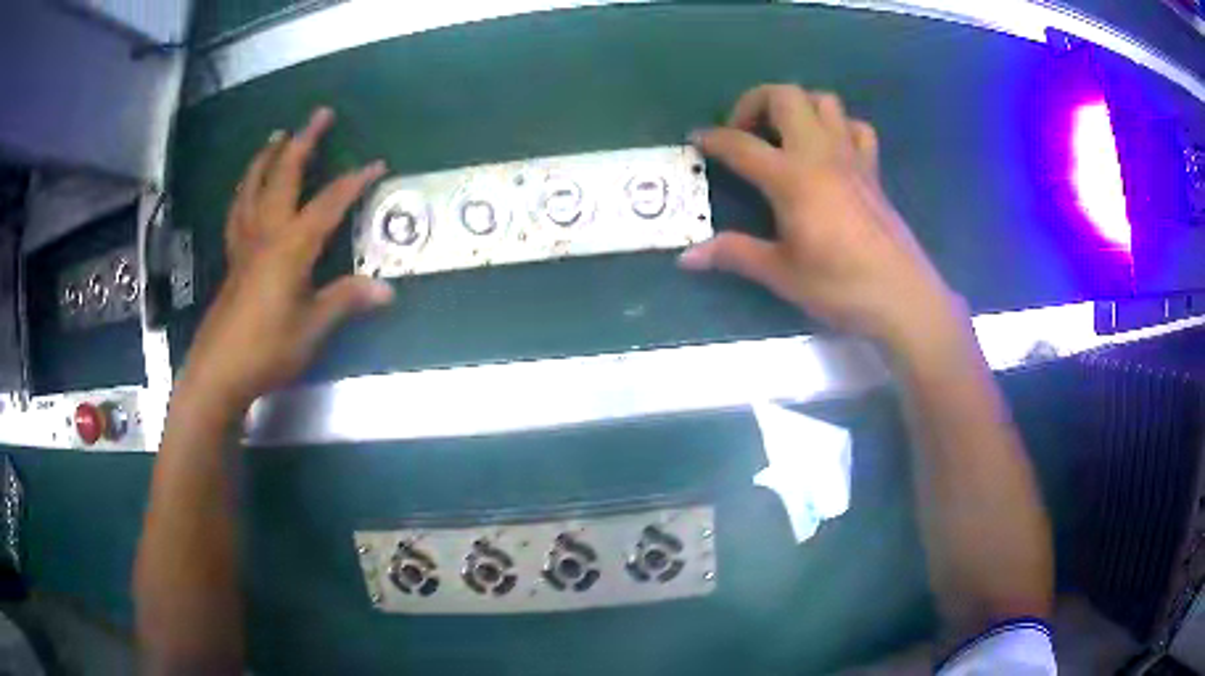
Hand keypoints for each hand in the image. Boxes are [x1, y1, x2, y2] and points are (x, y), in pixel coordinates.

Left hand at [179, 107, 393, 409]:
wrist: (219, 372)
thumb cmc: (267, 349)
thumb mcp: (312, 328)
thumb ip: (345, 301)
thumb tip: (387, 289)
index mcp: (291, 246)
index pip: (329, 203)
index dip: (354, 182)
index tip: (377, 164)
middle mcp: (266, 233)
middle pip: (284, 175)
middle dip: (305, 142)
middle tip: (320, 115)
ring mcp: (245, 243)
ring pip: (254, 187)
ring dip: (268, 157)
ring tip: (276, 136)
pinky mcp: (233, 258)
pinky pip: (238, 210)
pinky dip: (245, 189)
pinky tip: (247, 187)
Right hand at [679, 85, 967, 357]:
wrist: (901, 297)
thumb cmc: (839, 287)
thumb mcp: (782, 274)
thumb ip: (734, 254)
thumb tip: (687, 258)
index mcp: (792, 177)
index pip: (741, 144)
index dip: (713, 139)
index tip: (696, 141)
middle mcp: (820, 153)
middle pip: (785, 96)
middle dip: (755, 102)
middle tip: (744, 133)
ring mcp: (851, 157)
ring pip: (824, 101)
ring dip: (797, 107)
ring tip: (783, 136)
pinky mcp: (872, 170)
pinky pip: (857, 128)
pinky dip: (840, 127)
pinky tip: (829, 150)